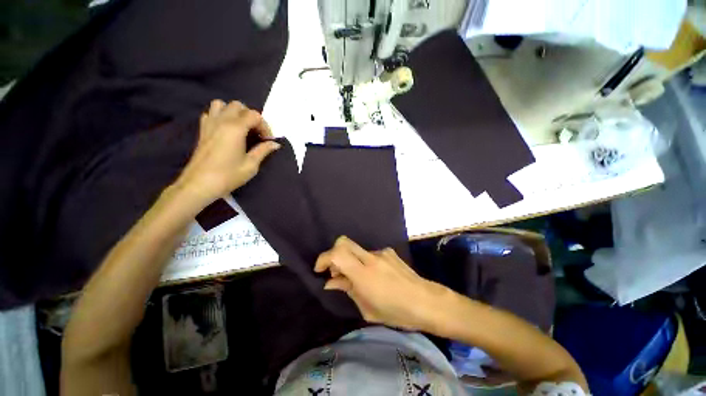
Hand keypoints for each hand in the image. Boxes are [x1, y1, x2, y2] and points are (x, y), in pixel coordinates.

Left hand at [176, 100, 279, 205]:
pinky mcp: (202, 130)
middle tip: (252, 132)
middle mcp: (223, 120)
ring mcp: (210, 123)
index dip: (264, 126)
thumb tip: (274, 144)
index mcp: (236, 127)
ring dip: (230, 111)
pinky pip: (209, 114)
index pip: (255, 116)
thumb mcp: (249, 167)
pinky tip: (220, 128)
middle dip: (248, 115)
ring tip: (235, 124)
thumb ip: (262, 151)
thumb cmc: (225, 177)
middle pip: (239, 106)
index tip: (267, 140)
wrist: (198, 185)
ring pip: (221, 104)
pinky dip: (216, 116)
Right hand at [315, 236, 449, 330]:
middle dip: (334, 255)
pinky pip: (371, 255)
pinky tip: (373, 279)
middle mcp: (372, 259)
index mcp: (363, 275)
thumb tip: (332, 282)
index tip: (319, 271)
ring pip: (358, 250)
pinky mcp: (393, 255)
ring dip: (351, 261)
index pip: (336, 254)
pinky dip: (365, 263)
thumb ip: (348, 292)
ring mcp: (384, 255)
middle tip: (335, 274)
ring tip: (356, 282)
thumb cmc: (397, 312)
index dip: (323, 259)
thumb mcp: (368, 310)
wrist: (428, 303)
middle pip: (344, 242)